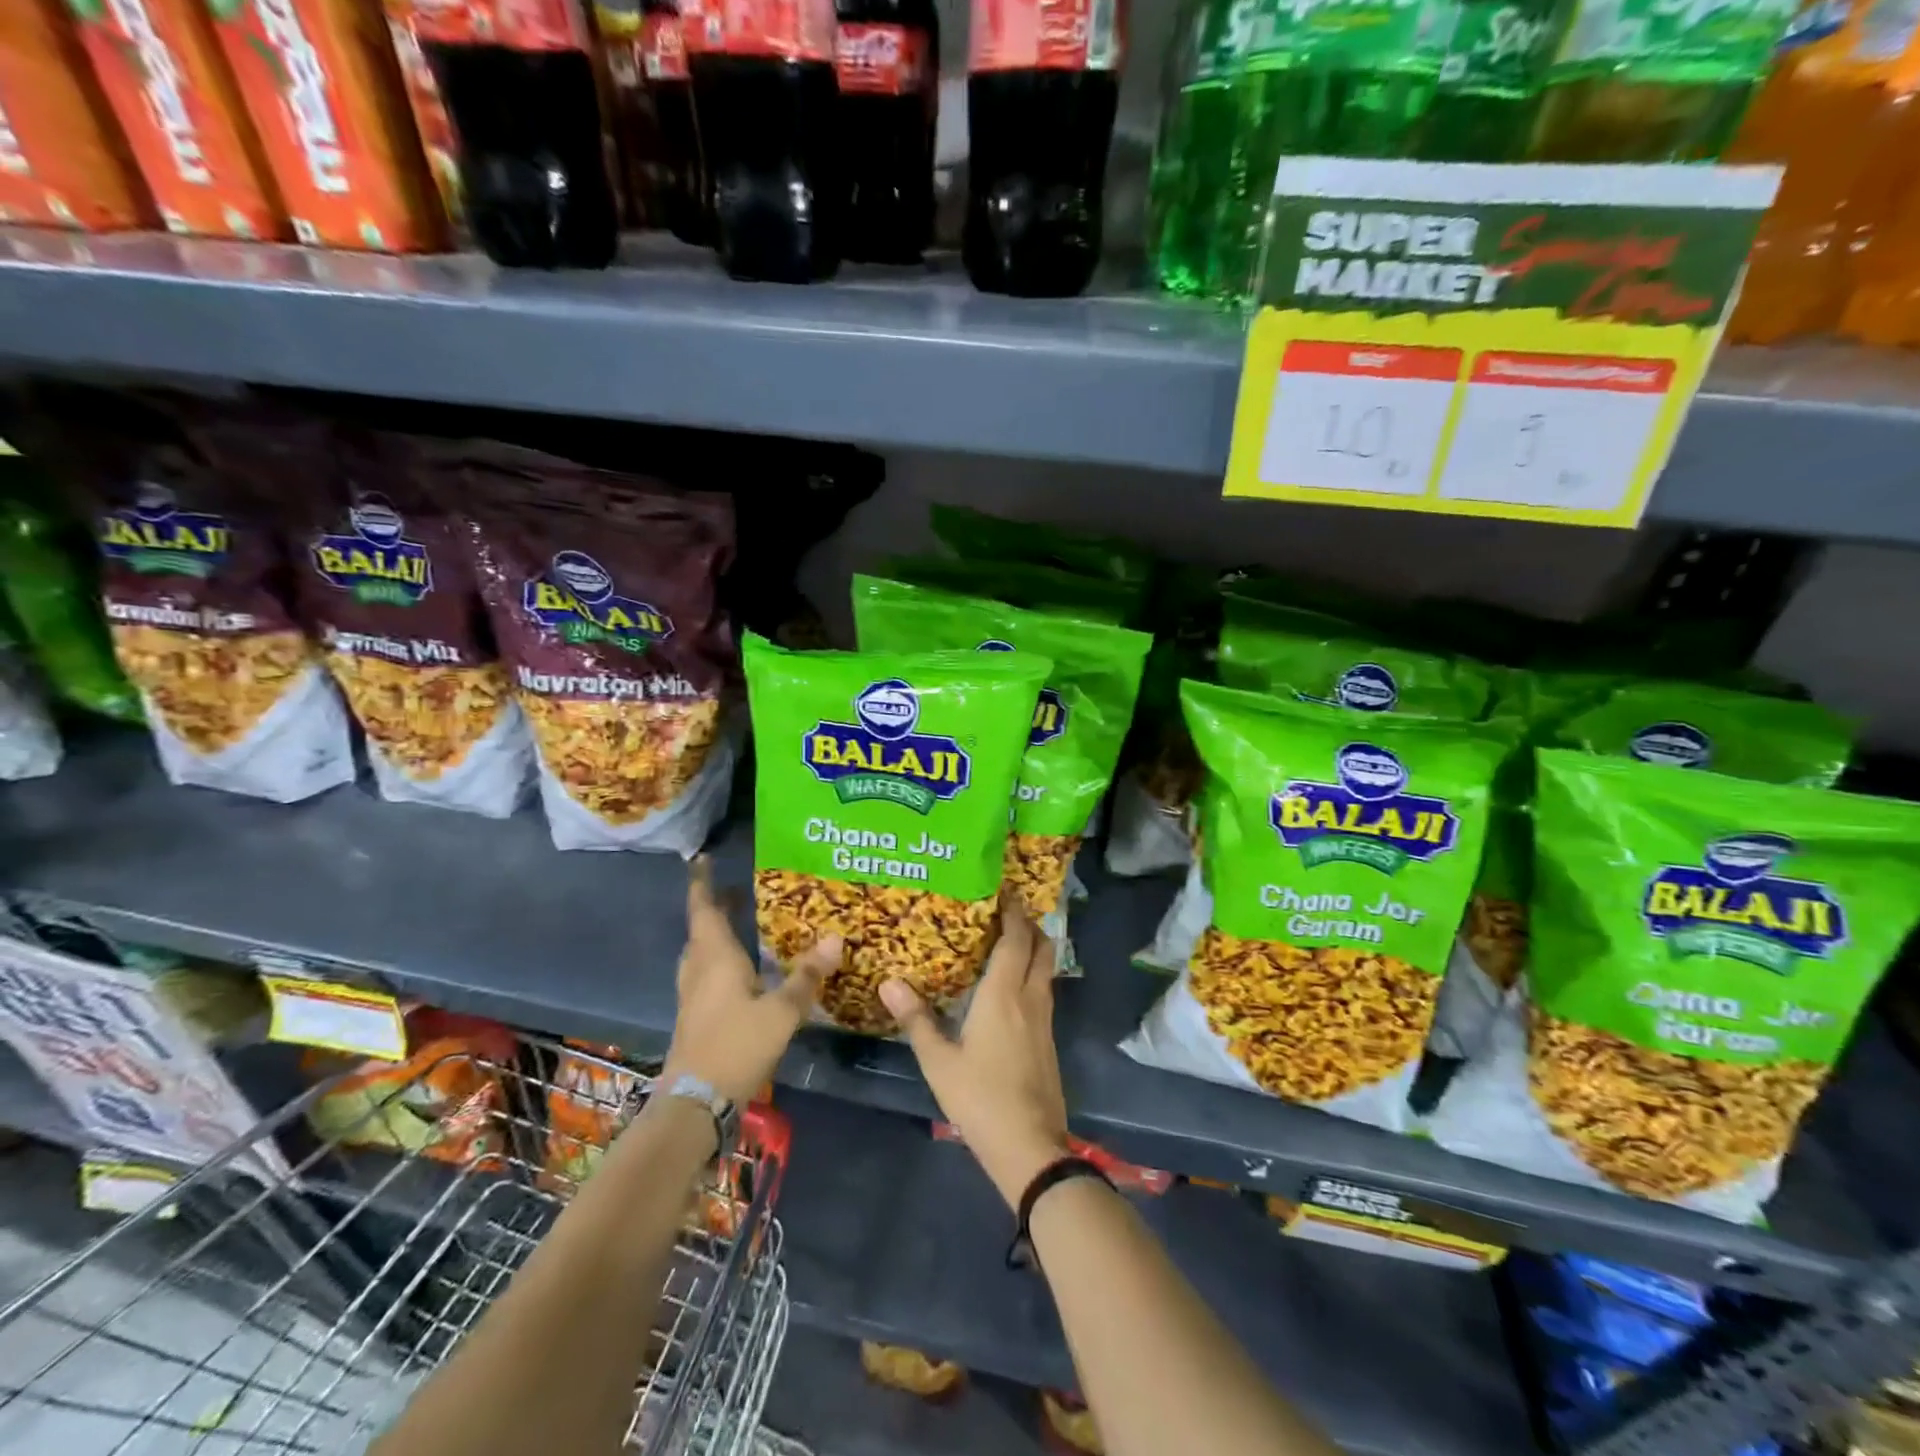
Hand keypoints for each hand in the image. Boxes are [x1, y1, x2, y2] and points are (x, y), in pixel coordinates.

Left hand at [661, 857, 839, 1104]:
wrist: (695, 1103)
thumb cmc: (736, 1046)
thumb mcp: (781, 1011)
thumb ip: (807, 976)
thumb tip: (834, 938)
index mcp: (715, 958)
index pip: (704, 909)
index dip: (703, 884)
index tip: (703, 860)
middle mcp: (699, 970)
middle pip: (701, 929)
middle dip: (715, 907)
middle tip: (737, 892)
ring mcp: (692, 995)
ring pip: (700, 953)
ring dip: (715, 934)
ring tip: (740, 924)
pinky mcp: (693, 1016)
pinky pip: (704, 973)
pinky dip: (718, 960)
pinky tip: (740, 972)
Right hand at [880, 903, 1069, 1208]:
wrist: (1030, 1146)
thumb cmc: (980, 1098)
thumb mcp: (939, 1062)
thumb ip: (917, 1019)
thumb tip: (889, 982)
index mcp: (1005, 994)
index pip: (1016, 938)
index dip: (1013, 912)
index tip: (1002, 891)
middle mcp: (1031, 997)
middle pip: (1042, 947)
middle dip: (1029, 924)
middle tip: (1006, 912)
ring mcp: (1045, 1019)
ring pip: (1046, 969)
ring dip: (1034, 948)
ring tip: (1007, 942)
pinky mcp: (1049, 1039)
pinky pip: (1044, 990)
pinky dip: (1033, 973)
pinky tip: (1012, 988)